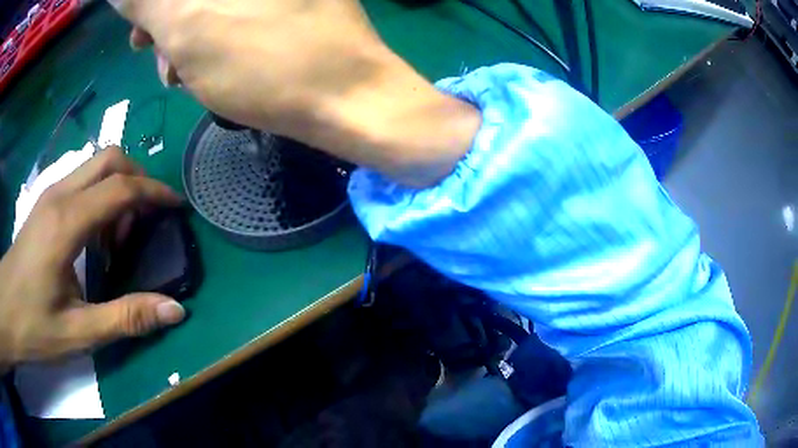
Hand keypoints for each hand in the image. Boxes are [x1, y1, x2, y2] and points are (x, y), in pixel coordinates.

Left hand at [0, 148, 184, 367]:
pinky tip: (94, 238)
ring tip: (117, 239)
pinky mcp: (45, 203)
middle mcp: (59, 195)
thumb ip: (126, 319)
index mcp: (65, 223)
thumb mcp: (79, 334)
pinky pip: (81, 181)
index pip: (119, 187)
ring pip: (95, 166)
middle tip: (145, 220)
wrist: (6, 309)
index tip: (175, 206)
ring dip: (116, 190)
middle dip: (136, 179)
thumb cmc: (33, 325)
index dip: (153, 192)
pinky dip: (99, 197)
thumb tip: (175, 310)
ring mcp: (50, 195)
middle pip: (109, 158)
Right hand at [107, 0, 480, 186]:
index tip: (136, 28)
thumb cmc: (264, 64)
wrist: (347, 99)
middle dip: (164, 18)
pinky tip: (202, 69)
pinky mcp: (286, 6)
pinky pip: (232, 13)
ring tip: (177, 72)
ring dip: (182, 33)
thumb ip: (149, 0)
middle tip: (150, 49)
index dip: (147, 5)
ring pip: (208, 3)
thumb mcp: (189, 26)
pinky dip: (209, 36)